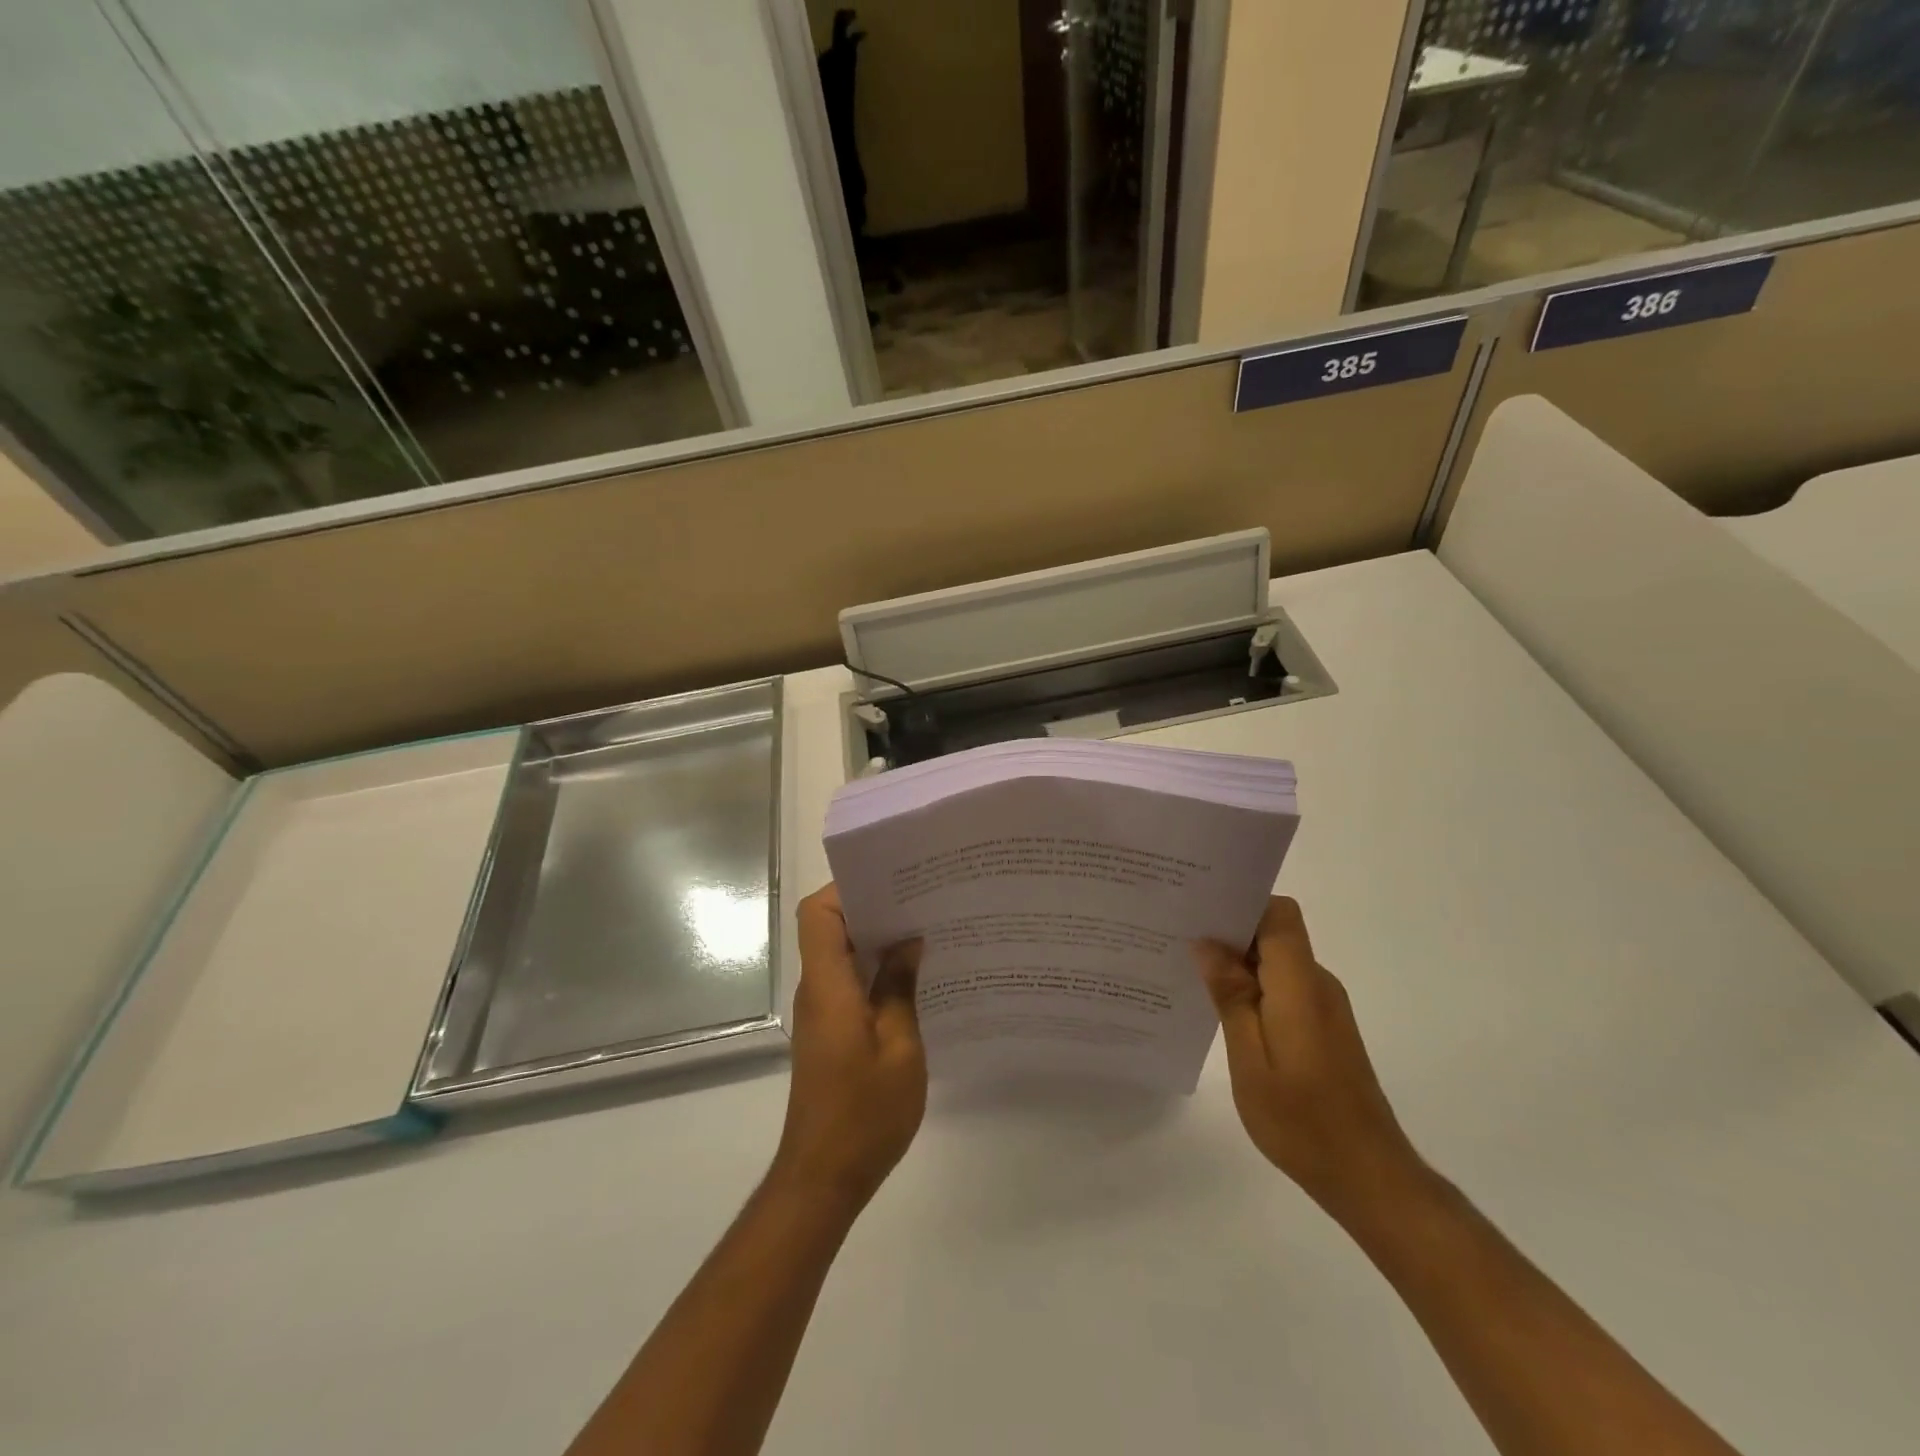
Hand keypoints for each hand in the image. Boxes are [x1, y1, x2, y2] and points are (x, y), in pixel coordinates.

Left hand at [771, 884, 926, 1210]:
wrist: (823, 1177)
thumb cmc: (864, 1113)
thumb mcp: (900, 1047)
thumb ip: (901, 989)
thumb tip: (908, 942)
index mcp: (828, 986)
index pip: (817, 915)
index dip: (846, 889)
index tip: (889, 880)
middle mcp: (817, 990)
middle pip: (830, 928)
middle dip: (871, 907)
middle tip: (920, 899)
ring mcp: (821, 1012)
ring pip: (841, 955)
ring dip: (876, 939)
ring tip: (925, 929)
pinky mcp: (830, 1032)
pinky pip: (848, 982)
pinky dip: (875, 971)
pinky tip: (915, 977)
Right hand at [1194, 897, 1422, 1217]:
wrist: (1369, 1177)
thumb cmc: (1303, 1120)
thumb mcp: (1250, 1060)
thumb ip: (1231, 996)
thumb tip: (1207, 943)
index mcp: (1300, 985)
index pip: (1278, 914)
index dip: (1242, 904)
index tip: (1198, 910)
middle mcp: (1317, 984)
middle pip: (1274, 933)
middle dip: (1228, 931)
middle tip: (1177, 939)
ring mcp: (1324, 1006)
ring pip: (1276, 961)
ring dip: (1237, 962)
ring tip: (1190, 974)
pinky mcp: (1323, 1027)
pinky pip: (1283, 987)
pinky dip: (1252, 988)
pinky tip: (1221, 1010)